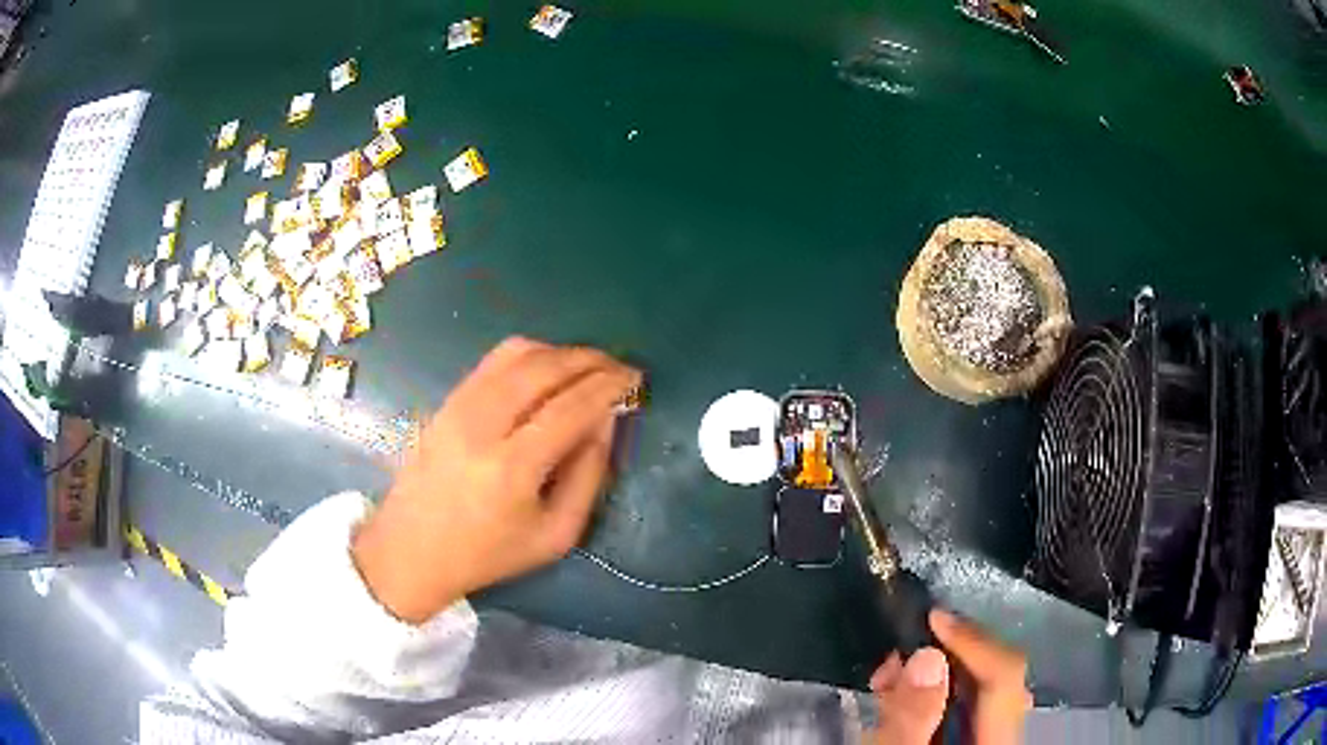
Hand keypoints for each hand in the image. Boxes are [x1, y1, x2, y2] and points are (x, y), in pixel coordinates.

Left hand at [352, 337, 641, 623]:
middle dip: (590, 359)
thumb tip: (607, 420)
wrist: (413, 548)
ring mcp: (459, 405)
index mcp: (512, 468)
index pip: (571, 407)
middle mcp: (482, 425)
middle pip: (545, 367)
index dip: (609, 386)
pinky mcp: (447, 399)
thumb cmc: (488, 553)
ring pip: (518, 352)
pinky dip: (531, 355)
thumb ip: (588, 476)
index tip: (635, 379)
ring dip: (561, 352)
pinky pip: (495, 359)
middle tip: (618, 368)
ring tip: (587, 369)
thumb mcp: (556, 535)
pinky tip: (548, 371)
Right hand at [869, 609, 1029, 744]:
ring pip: (977, 692)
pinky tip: (898, 694)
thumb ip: (910, 719)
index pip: (1005, 677)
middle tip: (901, 652)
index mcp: (996, 743)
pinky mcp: (969, 740)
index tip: (931, 618)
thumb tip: (927, 658)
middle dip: (947, 658)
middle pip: (994, 681)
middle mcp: (1003, 737)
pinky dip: (930, 693)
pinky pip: (960, 707)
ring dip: (934, 673)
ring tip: (890, 674)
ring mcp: (989, 739)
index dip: (973, 641)